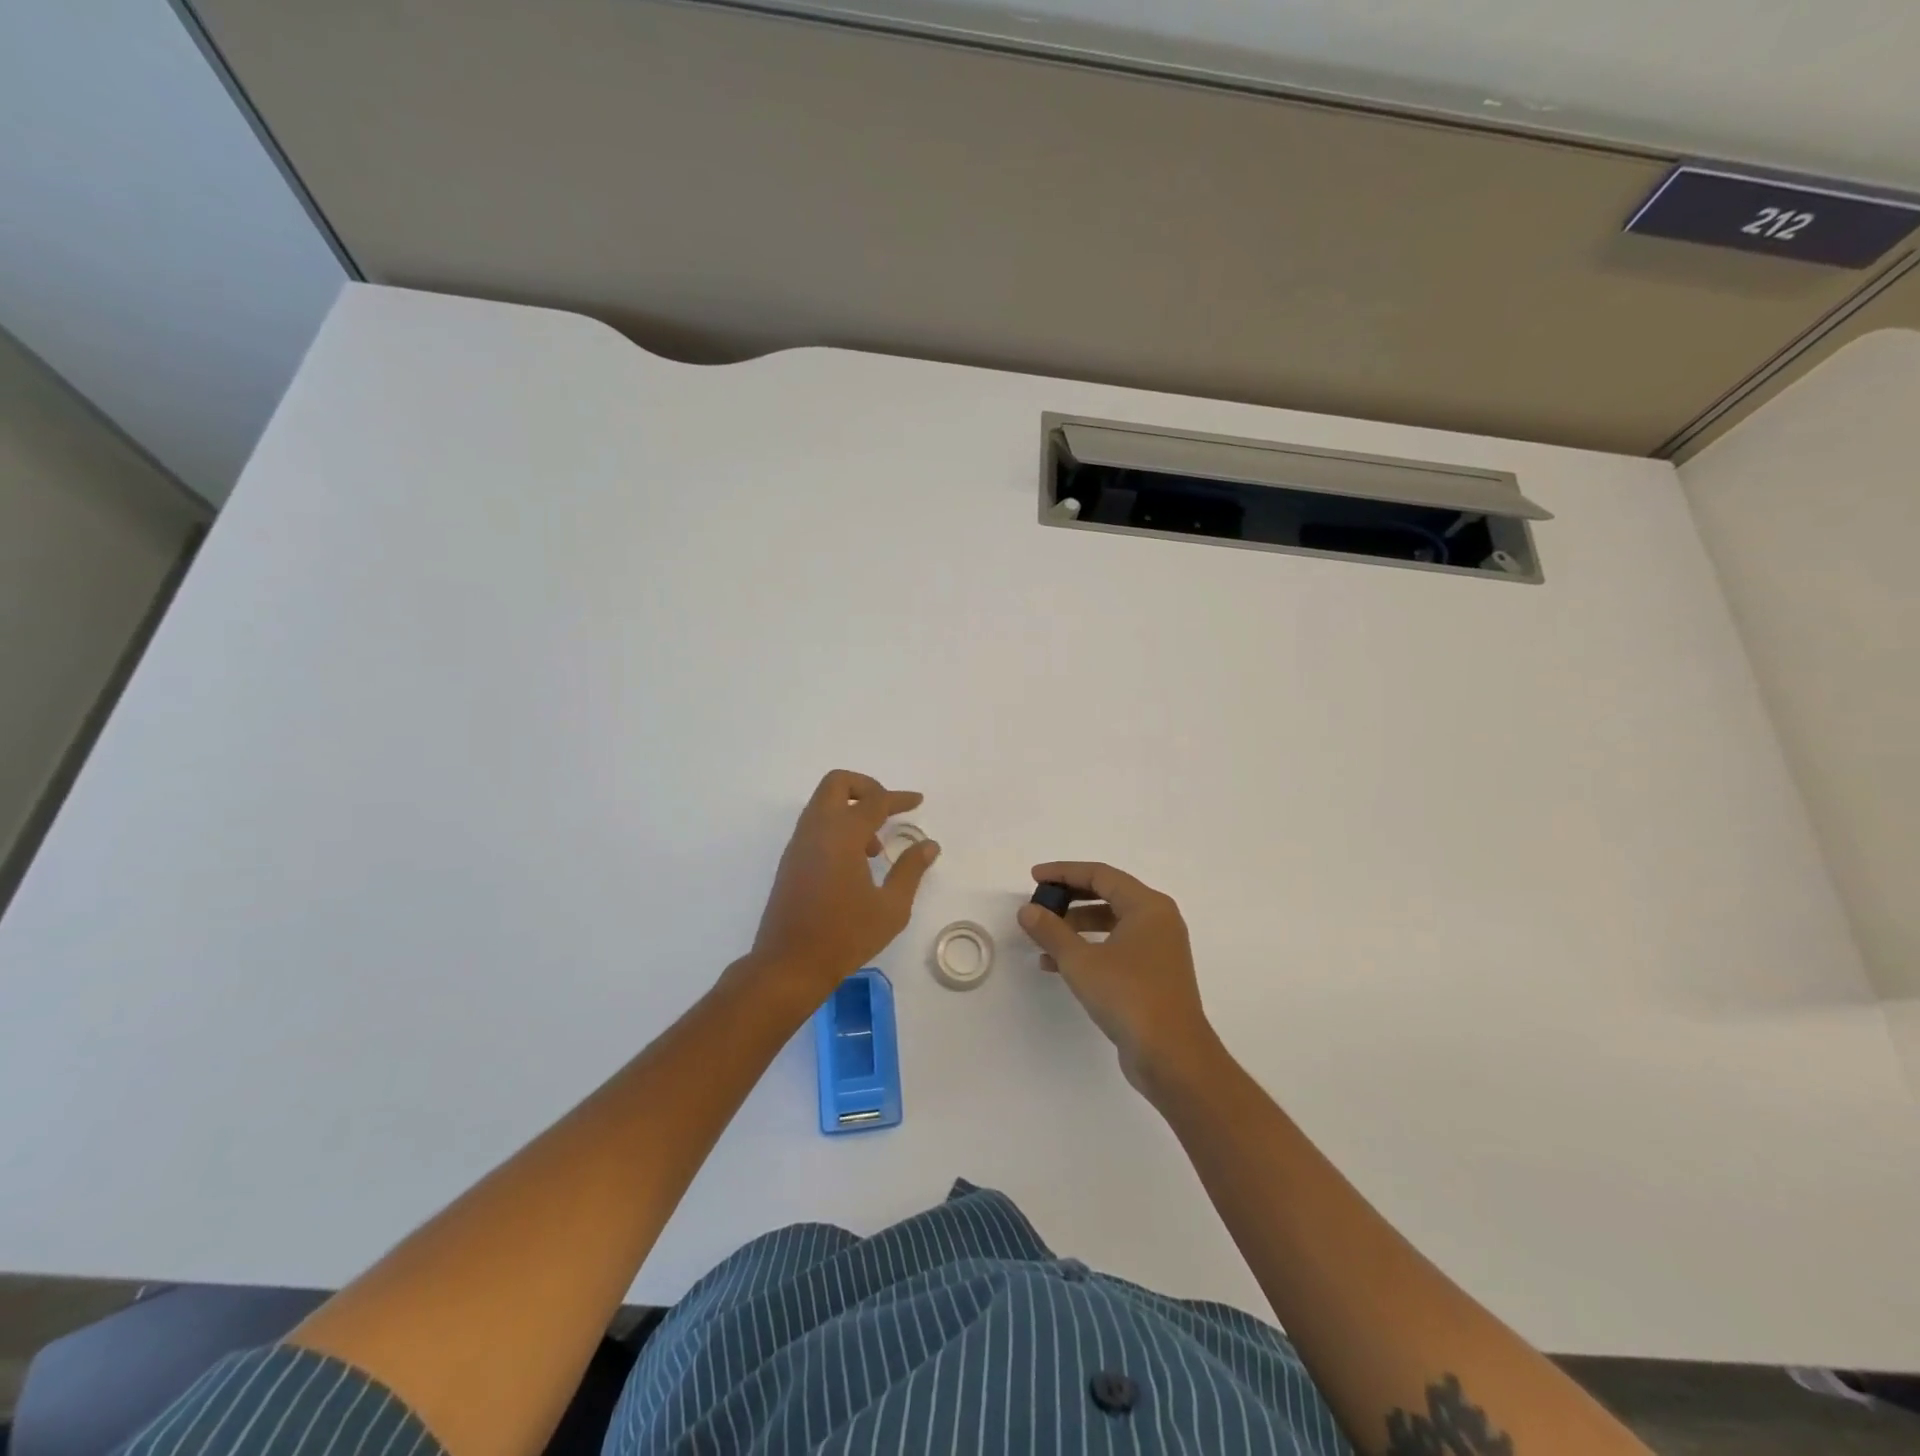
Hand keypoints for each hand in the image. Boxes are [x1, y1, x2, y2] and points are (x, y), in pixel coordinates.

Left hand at [743, 771, 939, 1005]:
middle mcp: (816, 830)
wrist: (789, 965)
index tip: (917, 801)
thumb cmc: (845, 936)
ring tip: (874, 849)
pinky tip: (854, 863)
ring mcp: (799, 844)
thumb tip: (929, 845)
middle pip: (837, 783)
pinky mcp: (790, 861)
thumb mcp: (891, 908)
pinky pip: (815, 825)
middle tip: (888, 810)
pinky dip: (837, 827)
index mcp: (842, 835)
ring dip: (851, 810)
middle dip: (866, 787)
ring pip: (823, 803)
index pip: (874, 801)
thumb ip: (910, 870)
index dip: (898, 798)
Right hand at [1016, 862, 1219, 1092]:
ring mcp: (1159, 948)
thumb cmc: (1128, 996)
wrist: (1172, 1056)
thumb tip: (1027, 910)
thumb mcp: (1080, 961)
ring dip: (1076, 927)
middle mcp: (1158, 920)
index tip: (1034, 878)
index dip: (1064, 872)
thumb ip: (1051, 931)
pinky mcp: (1154, 974)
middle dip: (1069, 899)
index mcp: (1147, 906)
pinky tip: (1059, 965)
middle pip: (1107, 895)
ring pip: (1111, 923)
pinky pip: (1117, 947)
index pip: (1100, 874)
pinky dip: (1089, 949)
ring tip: (1042, 938)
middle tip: (1039, 904)